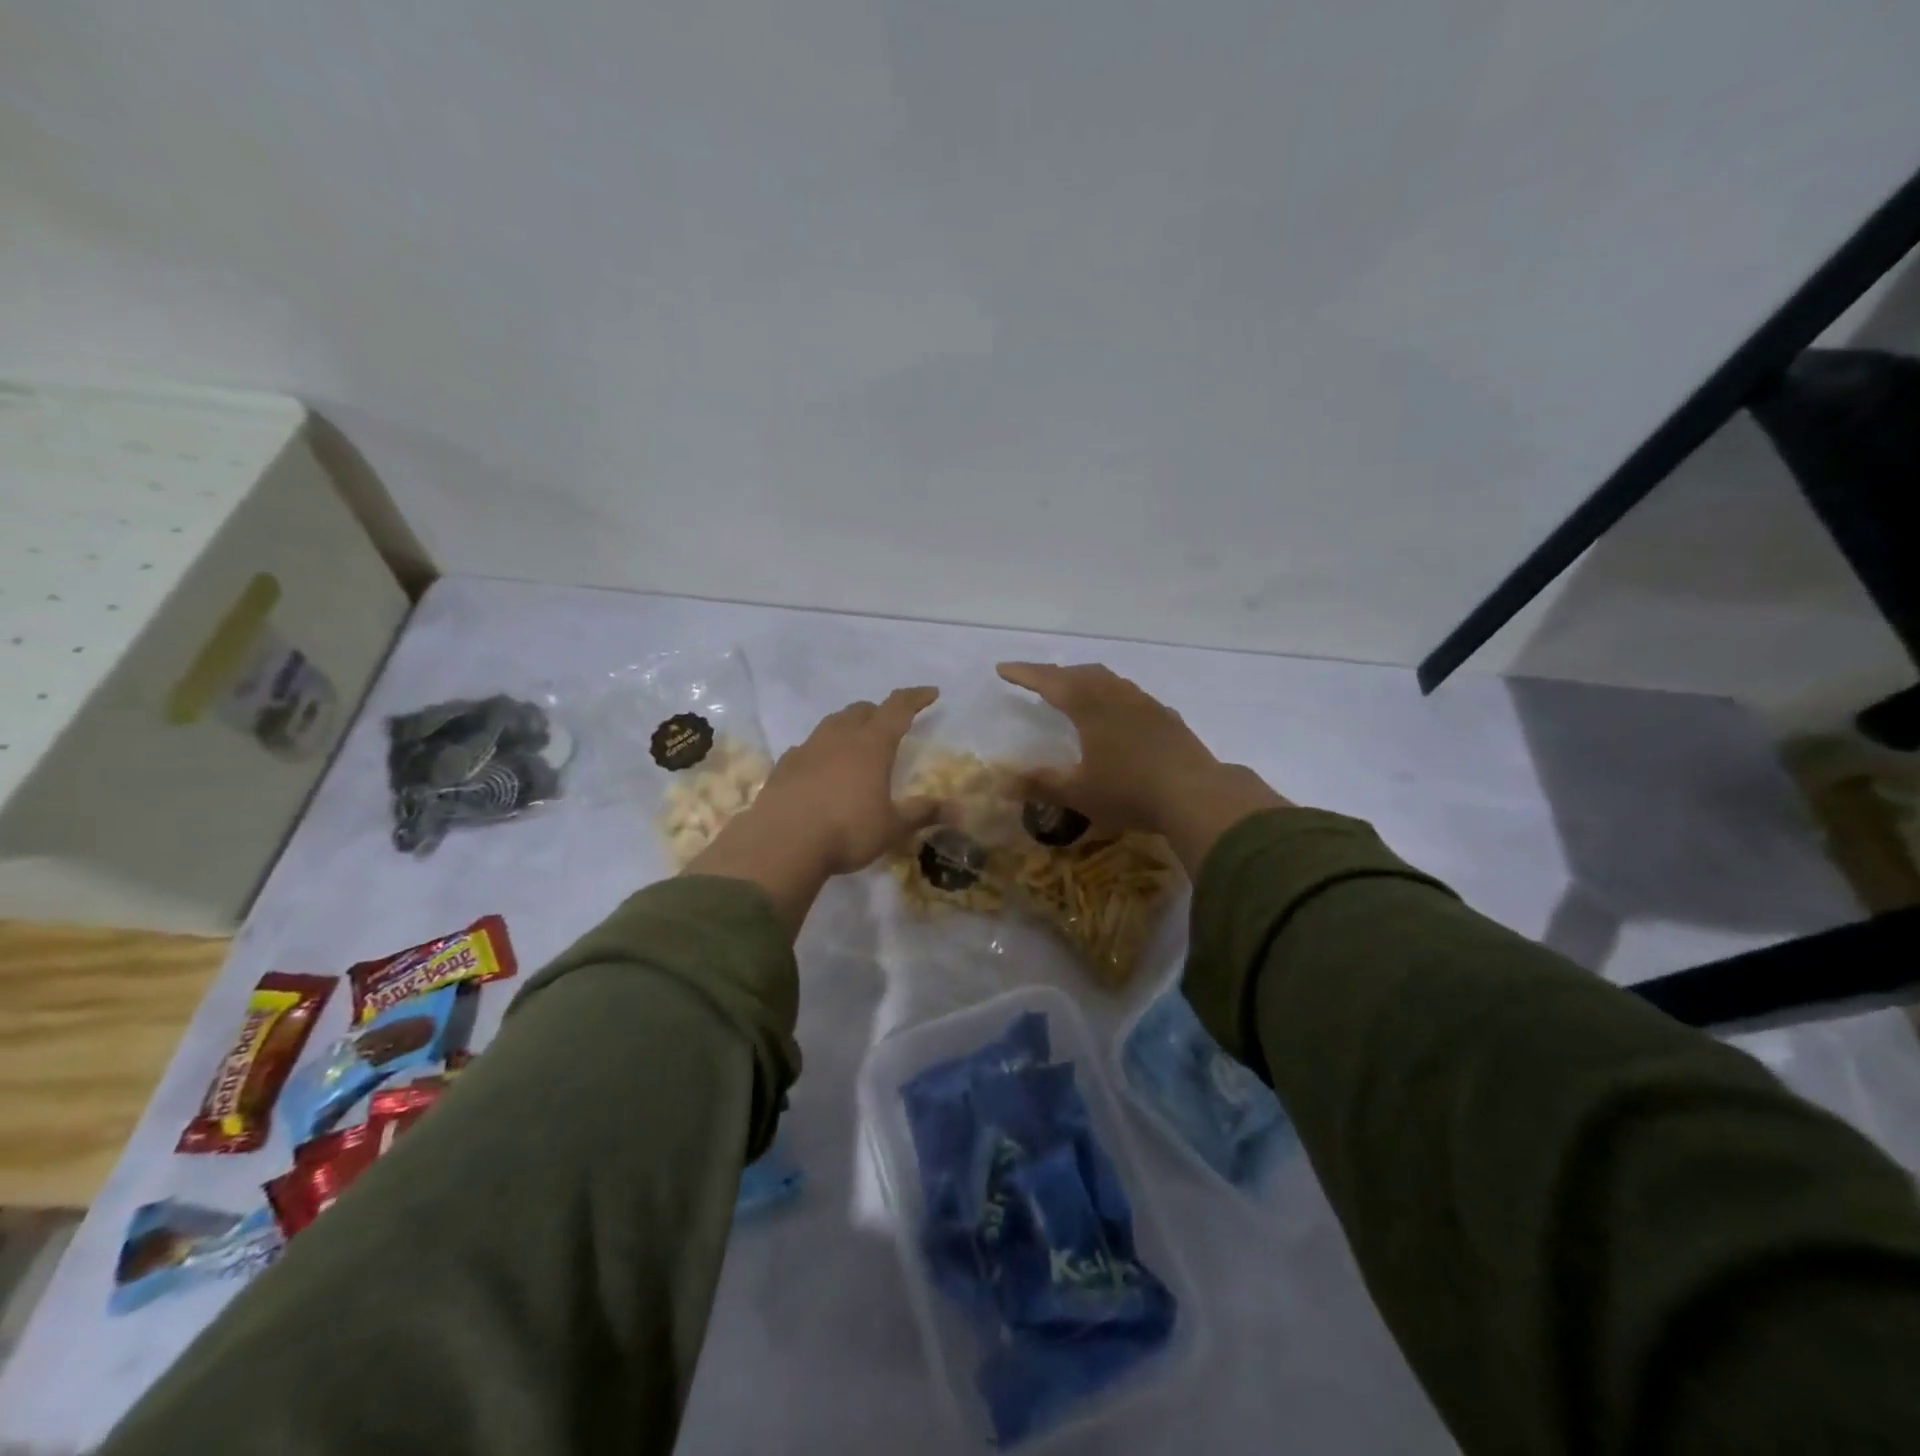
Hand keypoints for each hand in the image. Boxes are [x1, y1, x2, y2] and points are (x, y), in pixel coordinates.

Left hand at [751, 687, 942, 874]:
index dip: (916, 698)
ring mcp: (807, 748)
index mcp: (872, 745)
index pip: (898, 708)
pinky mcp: (783, 766)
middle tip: (890, 724)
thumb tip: (961, 811)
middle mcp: (839, 737)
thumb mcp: (892, 827)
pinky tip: (820, 767)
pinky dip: (820, 750)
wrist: (782, 843)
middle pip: (862, 710)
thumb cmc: (847, 830)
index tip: (931, 693)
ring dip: (848, 725)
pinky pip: (807, 747)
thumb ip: (923, 813)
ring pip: (831, 723)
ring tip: (856, 742)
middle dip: (879, 712)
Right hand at [996, 663, 1290, 873]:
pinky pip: (1130, 695)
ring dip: (1085, 680)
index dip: (1024, 674)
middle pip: (1080, 673)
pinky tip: (1117, 714)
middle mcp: (1117, 696)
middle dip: (1054, 674)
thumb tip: (1001, 784)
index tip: (1003, 669)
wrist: (1196, 795)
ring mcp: (1146, 704)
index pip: (1049, 681)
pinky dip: (1111, 695)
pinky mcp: (1167, 718)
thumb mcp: (1078, 793)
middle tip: (1036, 680)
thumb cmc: (1130, 791)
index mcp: (1090, 706)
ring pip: (1109, 680)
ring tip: (1074, 691)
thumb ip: (1040, 785)